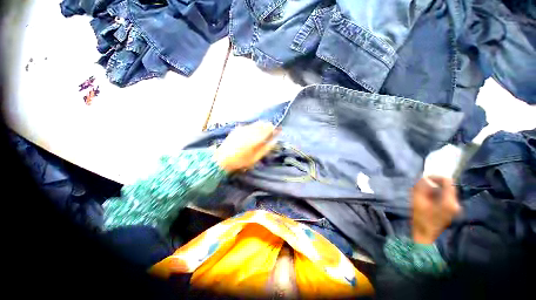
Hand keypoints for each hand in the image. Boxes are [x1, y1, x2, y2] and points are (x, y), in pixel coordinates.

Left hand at [214, 122, 279, 172]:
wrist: (222, 158)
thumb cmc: (241, 161)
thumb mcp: (256, 158)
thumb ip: (266, 148)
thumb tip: (274, 141)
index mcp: (256, 139)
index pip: (268, 129)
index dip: (274, 129)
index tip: (277, 131)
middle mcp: (250, 131)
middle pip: (263, 124)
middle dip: (268, 127)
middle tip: (270, 132)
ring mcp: (243, 128)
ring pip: (256, 123)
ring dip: (261, 126)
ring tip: (262, 133)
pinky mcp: (238, 129)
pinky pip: (250, 125)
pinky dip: (254, 127)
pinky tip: (253, 133)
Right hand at [412, 176, 460, 243]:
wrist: (425, 235)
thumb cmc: (421, 218)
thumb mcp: (418, 201)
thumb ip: (421, 188)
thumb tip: (424, 178)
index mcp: (449, 202)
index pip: (448, 181)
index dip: (436, 177)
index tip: (424, 178)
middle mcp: (456, 203)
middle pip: (447, 186)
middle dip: (434, 183)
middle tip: (421, 185)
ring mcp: (455, 207)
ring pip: (446, 191)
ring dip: (434, 189)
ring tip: (423, 192)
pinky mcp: (452, 210)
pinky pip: (445, 196)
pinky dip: (437, 194)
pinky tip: (428, 199)